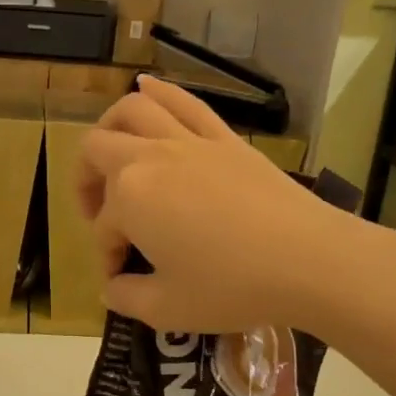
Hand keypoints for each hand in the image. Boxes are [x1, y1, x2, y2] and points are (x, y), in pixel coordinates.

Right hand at [76, 76, 360, 332]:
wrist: (308, 259)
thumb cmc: (231, 286)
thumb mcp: (168, 309)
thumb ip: (127, 298)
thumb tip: (113, 288)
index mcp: (129, 197)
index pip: (104, 227)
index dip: (108, 255)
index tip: (124, 280)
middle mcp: (150, 157)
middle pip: (98, 150)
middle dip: (87, 182)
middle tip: (100, 214)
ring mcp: (188, 141)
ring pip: (133, 110)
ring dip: (111, 126)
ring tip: (111, 149)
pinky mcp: (224, 137)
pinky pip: (185, 102)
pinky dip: (160, 91)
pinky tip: (146, 86)